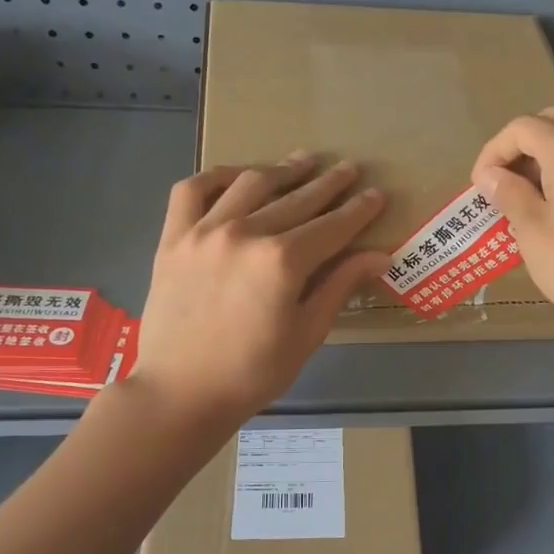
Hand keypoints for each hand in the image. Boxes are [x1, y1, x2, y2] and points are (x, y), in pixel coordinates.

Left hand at [134, 154, 389, 425]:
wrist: (181, 392)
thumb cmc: (253, 373)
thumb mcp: (307, 334)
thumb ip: (340, 286)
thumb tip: (380, 256)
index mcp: (283, 262)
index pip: (333, 226)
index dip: (359, 210)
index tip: (378, 194)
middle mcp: (245, 233)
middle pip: (297, 199)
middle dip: (329, 183)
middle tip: (350, 170)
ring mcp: (204, 231)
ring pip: (250, 183)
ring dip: (282, 170)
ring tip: (304, 161)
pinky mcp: (173, 238)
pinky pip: (193, 190)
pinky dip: (217, 176)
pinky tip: (237, 176)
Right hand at [471, 109, 553, 342]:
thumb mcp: (532, 232)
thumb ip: (509, 194)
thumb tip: (490, 175)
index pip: (521, 128)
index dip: (493, 151)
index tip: (480, 186)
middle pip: (552, 121)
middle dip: (521, 145)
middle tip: (505, 183)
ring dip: (550, 150)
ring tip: (534, 189)